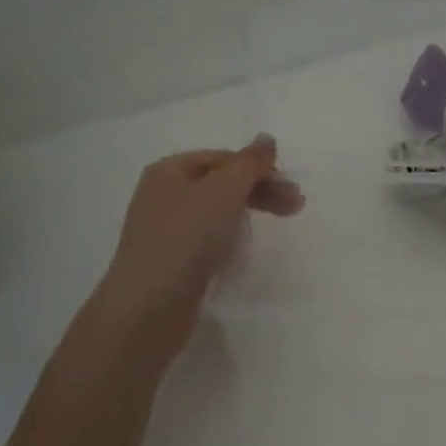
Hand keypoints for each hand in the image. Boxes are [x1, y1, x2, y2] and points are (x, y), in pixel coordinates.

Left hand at [95, 135, 303, 338]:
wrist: (149, 307)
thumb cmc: (187, 237)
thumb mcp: (224, 190)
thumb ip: (249, 163)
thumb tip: (266, 138)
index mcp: (169, 171)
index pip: (223, 158)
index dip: (258, 168)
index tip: (291, 187)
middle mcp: (163, 196)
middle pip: (221, 184)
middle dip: (259, 192)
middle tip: (296, 206)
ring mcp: (165, 231)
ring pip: (216, 213)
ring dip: (247, 215)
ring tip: (275, 229)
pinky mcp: (172, 262)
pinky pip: (207, 241)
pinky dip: (228, 241)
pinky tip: (242, 253)